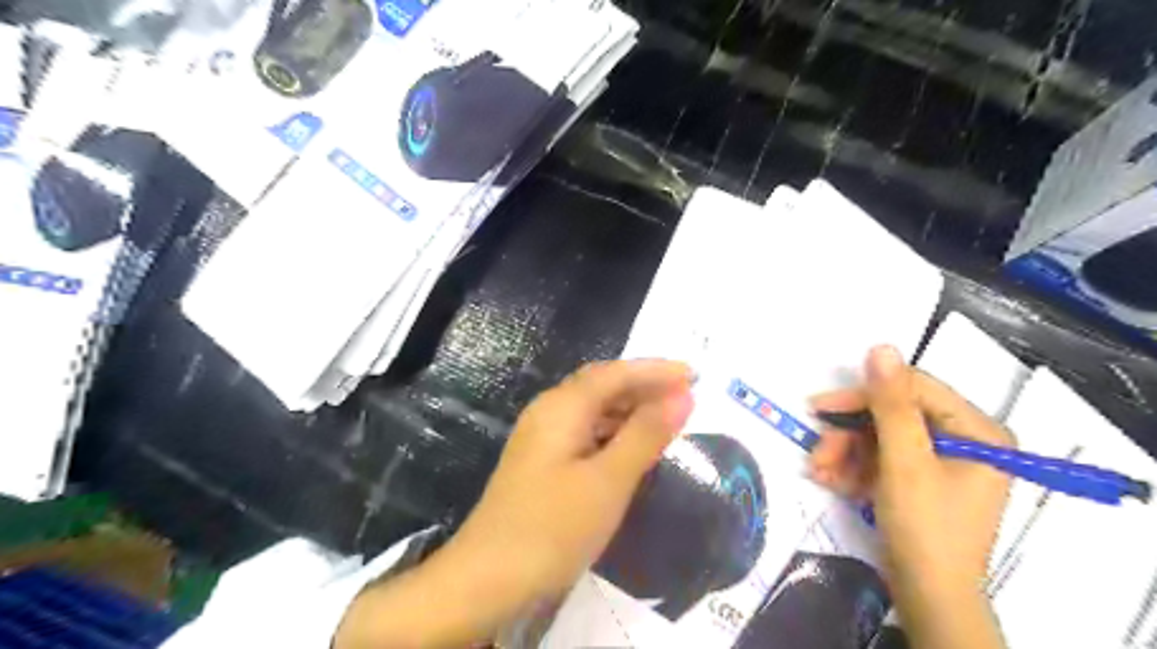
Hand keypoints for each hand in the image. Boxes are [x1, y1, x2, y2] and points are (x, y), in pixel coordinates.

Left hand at [337, 361, 694, 648]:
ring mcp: (542, 437)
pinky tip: (631, 446)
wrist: (487, 578)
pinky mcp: (542, 462)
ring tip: (667, 417)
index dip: (655, 371)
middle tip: (685, 393)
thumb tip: (682, 396)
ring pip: (593, 409)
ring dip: (629, 408)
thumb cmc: (552, 527)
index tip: (694, 374)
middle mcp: (549, 411)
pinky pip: (585, 432)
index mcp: (562, 407)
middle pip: (601, 385)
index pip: (615, 374)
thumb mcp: (608, 481)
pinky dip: (613, 431)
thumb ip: (645, 435)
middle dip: (643, 385)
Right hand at [808, 346, 1010, 648]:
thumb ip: (892, 404)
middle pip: (892, 416)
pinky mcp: (920, 481)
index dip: (864, 395)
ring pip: (880, 439)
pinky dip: (854, 469)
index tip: (819, 407)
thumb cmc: (926, 528)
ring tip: (819, 473)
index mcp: (977, 431)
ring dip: (845, 454)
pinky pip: (881, 461)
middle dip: (849, 435)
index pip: (914, 390)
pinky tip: (831, 481)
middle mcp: (963, 440)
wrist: (929, 598)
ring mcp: (941, 462)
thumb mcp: (904, 462)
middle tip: (818, 452)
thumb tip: (881, 347)